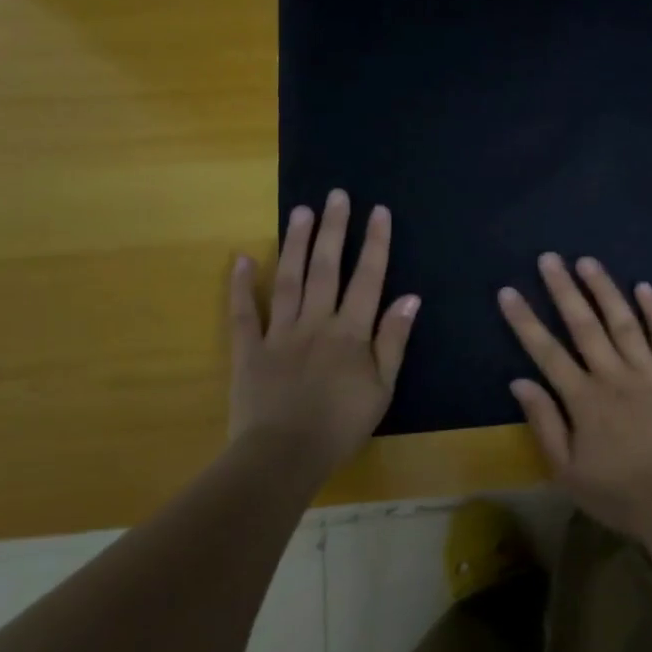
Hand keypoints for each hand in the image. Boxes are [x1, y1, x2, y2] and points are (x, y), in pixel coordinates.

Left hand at [229, 189, 419, 473]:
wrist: (283, 456)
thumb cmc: (341, 425)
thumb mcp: (382, 388)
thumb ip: (394, 341)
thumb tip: (410, 297)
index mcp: (351, 332)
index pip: (367, 278)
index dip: (374, 243)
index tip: (378, 211)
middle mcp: (315, 322)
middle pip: (325, 268)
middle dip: (332, 229)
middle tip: (335, 195)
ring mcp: (278, 333)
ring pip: (288, 280)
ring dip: (294, 243)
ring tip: (300, 210)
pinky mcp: (248, 350)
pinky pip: (243, 313)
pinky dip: (241, 285)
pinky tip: (241, 258)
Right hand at [498, 252, 651, 540]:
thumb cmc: (619, 493)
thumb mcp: (567, 471)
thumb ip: (544, 424)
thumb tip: (520, 382)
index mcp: (584, 400)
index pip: (547, 352)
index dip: (525, 321)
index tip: (509, 292)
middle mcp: (614, 377)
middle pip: (584, 326)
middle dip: (564, 290)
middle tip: (549, 258)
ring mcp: (650, 374)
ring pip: (624, 323)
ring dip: (605, 291)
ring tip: (588, 262)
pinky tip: (644, 288)